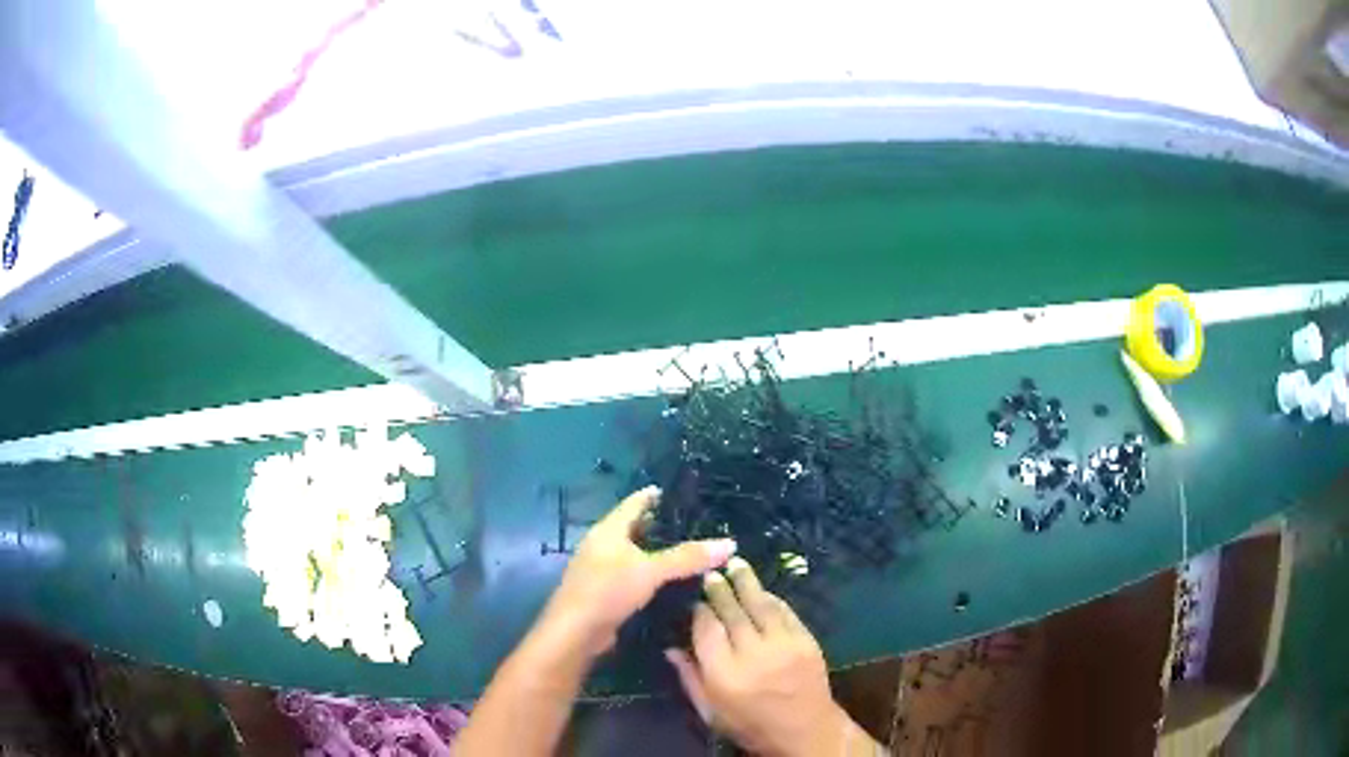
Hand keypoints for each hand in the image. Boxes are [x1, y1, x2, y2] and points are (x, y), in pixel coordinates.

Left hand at [535, 486, 736, 658]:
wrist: (576, 632)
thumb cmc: (608, 590)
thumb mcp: (651, 570)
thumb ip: (688, 557)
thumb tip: (730, 543)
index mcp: (608, 531)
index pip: (634, 503)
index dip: (654, 496)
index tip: (680, 493)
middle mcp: (601, 545)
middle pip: (633, 529)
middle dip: (660, 527)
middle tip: (695, 525)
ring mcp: (600, 570)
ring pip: (633, 555)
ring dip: (656, 554)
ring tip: (690, 553)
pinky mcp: (604, 593)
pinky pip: (632, 576)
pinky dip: (650, 575)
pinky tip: (671, 583)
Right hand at [665, 559, 879, 756]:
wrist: (805, 731)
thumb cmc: (750, 725)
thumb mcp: (710, 711)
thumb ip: (689, 678)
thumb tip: (670, 647)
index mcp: (725, 674)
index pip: (707, 629)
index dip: (699, 610)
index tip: (693, 600)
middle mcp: (753, 654)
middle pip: (732, 612)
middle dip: (720, 590)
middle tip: (710, 574)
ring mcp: (784, 645)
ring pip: (760, 604)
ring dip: (746, 582)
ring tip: (735, 564)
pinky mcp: (806, 641)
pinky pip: (785, 612)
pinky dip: (772, 598)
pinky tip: (761, 590)